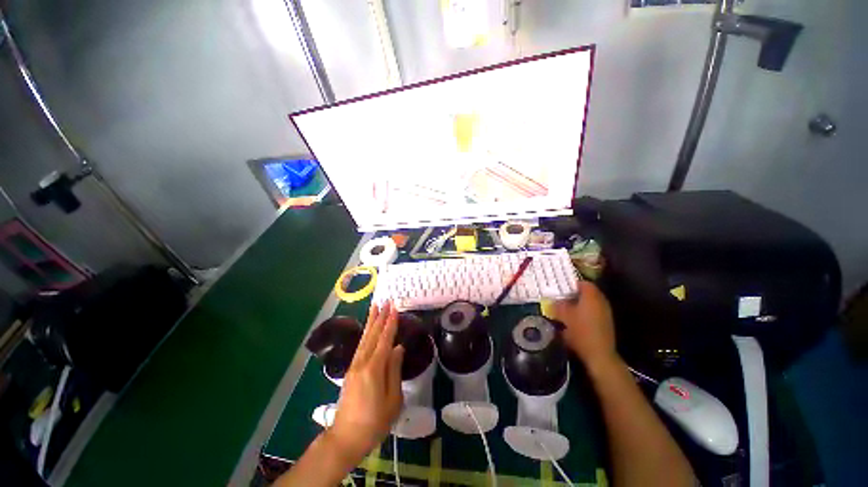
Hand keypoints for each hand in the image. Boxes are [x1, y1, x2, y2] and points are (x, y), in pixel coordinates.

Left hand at [328, 301, 404, 461]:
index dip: (390, 323)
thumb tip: (398, 348)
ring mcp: (354, 366)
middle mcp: (362, 362)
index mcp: (374, 369)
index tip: (394, 308)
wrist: (345, 438)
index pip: (384, 340)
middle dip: (380, 317)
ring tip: (375, 307)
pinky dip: (365, 333)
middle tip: (385, 301)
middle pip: (372, 335)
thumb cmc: (374, 422)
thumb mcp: (392, 400)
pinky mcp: (350, 370)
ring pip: (364, 338)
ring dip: (371, 321)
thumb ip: (395, 371)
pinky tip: (368, 329)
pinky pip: (360, 346)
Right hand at [553, 281, 617, 371]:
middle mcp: (601, 301)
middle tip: (561, 297)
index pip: (583, 283)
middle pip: (588, 292)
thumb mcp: (564, 316)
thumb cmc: (580, 331)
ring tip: (566, 308)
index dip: (571, 283)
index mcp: (591, 296)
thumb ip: (558, 305)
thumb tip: (553, 300)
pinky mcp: (606, 323)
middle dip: (575, 294)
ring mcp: (605, 313)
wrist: (599, 354)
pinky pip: (593, 312)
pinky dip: (585, 312)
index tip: (561, 287)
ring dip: (579, 304)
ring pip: (591, 303)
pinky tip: (575, 319)